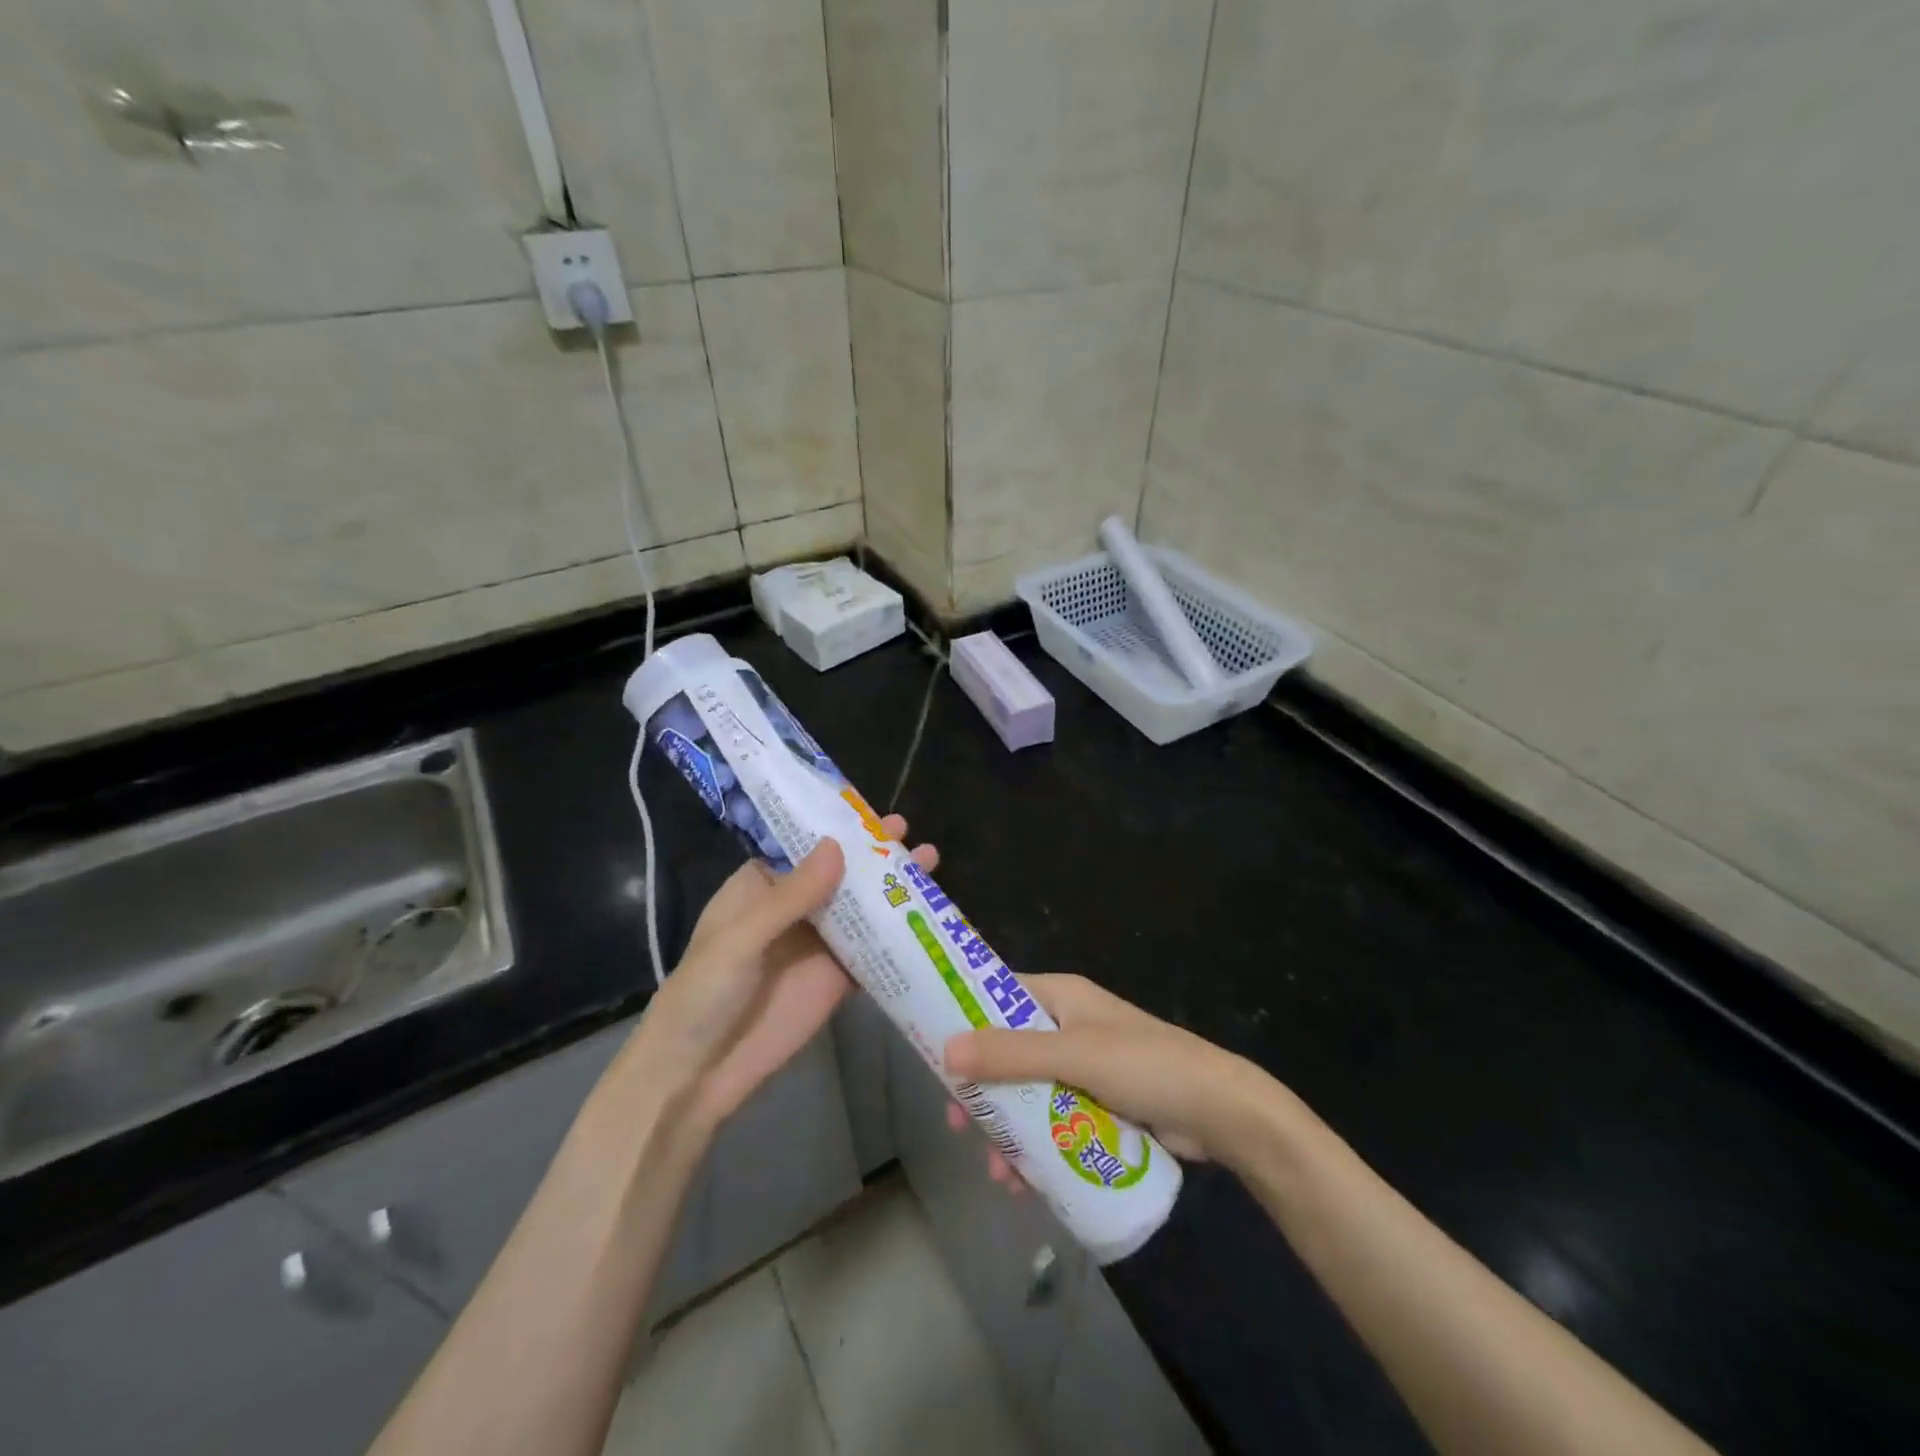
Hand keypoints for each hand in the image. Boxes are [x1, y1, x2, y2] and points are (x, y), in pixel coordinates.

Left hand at [633, 816, 937, 1137]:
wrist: (699, 1074)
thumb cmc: (704, 993)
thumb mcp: (740, 938)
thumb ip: (790, 896)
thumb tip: (838, 846)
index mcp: (761, 888)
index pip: (803, 847)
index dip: (837, 828)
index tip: (872, 812)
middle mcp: (794, 910)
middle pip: (840, 874)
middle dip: (874, 854)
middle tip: (910, 832)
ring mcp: (819, 945)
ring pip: (862, 909)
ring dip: (893, 888)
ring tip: (931, 863)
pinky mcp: (838, 980)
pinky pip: (873, 952)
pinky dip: (899, 936)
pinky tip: (931, 917)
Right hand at [944, 974, 1264, 1164]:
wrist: (1220, 1112)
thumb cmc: (1145, 1066)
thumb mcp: (1074, 1055)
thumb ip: (1012, 1054)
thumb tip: (946, 1050)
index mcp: (1061, 997)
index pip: (998, 994)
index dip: (965, 1017)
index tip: (933, 1051)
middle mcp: (1068, 1025)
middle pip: (1008, 1051)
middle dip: (984, 1089)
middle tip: (959, 1123)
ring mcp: (1084, 1067)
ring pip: (1029, 1091)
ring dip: (1009, 1127)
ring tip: (998, 1171)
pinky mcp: (1098, 1103)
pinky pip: (1054, 1119)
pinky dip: (1036, 1144)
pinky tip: (1025, 1180)